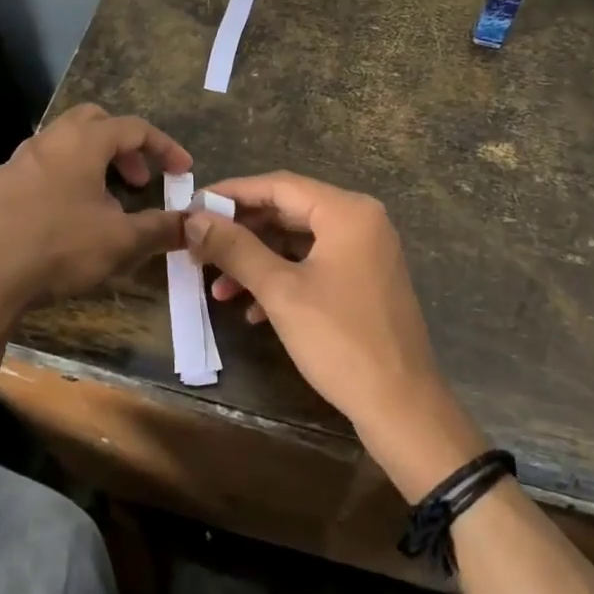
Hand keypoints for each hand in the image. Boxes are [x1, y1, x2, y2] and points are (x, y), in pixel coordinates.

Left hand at [0, 104, 191, 320]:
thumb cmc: (57, 246)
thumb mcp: (120, 242)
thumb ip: (160, 229)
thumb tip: (193, 225)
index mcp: (83, 142)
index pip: (135, 128)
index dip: (164, 147)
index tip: (183, 170)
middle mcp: (48, 141)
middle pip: (93, 122)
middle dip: (122, 146)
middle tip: (136, 179)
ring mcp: (15, 163)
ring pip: (62, 147)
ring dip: (90, 166)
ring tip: (103, 205)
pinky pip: (38, 172)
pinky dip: (62, 184)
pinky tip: (62, 223)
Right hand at [184, 172, 486, 501]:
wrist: (401, 407)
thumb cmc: (340, 341)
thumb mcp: (281, 292)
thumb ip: (236, 249)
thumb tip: (194, 220)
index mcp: (347, 211)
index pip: (278, 185)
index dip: (231, 193)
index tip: (192, 206)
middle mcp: (361, 221)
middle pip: (288, 211)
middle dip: (242, 233)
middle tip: (199, 249)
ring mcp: (366, 252)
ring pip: (299, 242)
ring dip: (257, 262)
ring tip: (217, 289)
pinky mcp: (365, 281)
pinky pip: (315, 265)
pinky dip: (283, 280)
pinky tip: (252, 310)